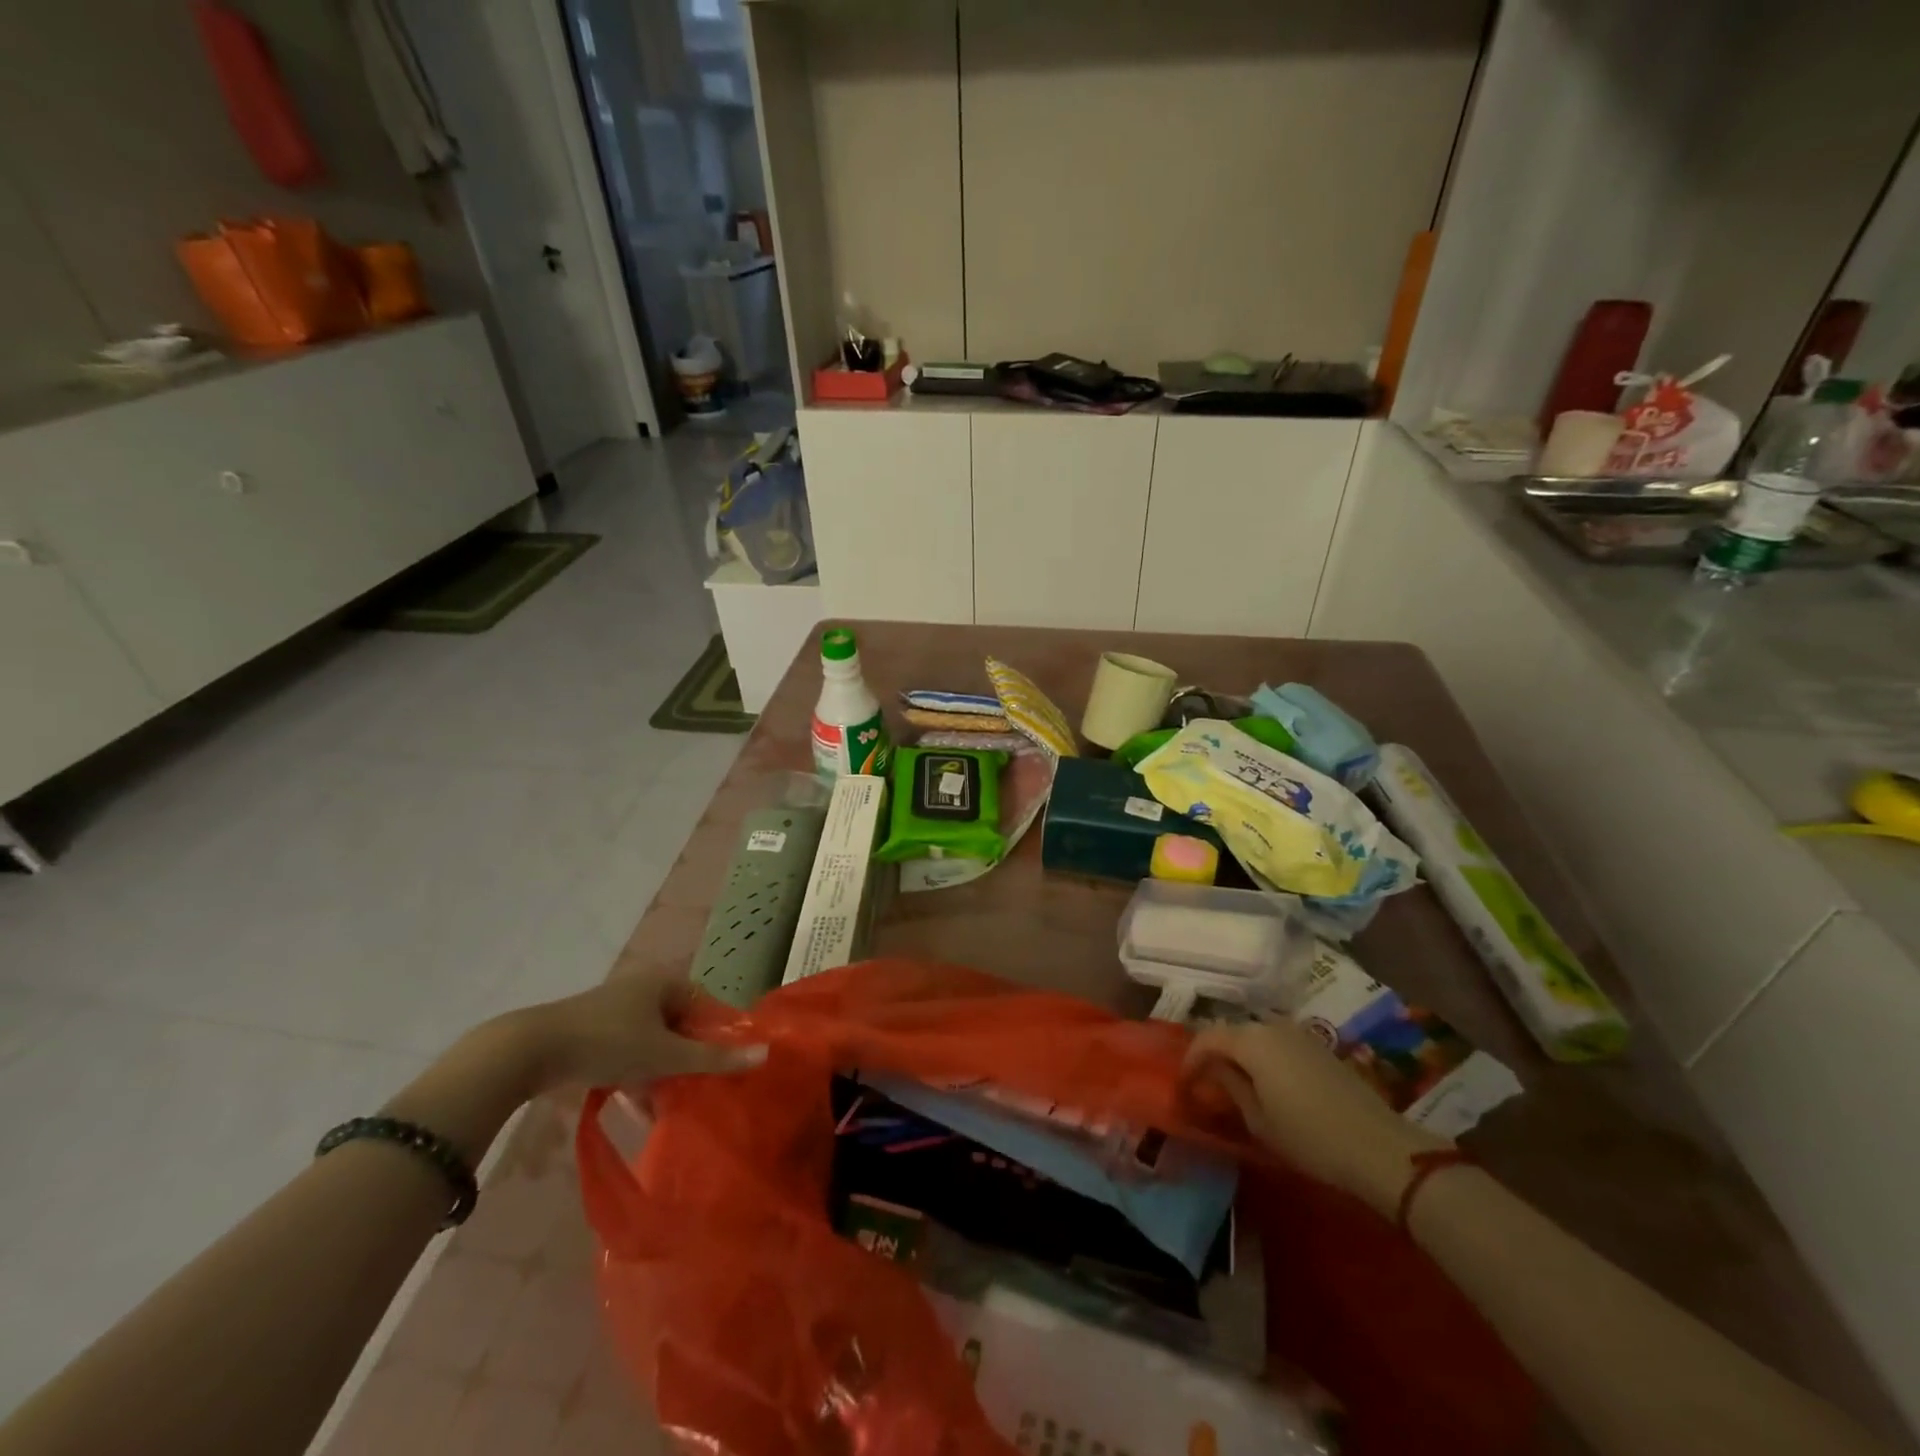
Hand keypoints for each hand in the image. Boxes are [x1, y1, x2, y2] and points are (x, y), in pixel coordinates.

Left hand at [500, 964, 765, 1096]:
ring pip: (652, 1042)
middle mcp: (642, 989)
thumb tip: (765, 1053)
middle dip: (688, 1059)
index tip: (724, 1067)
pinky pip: (627, 1051)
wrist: (529, 1051)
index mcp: (664, 982)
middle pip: (679, 1025)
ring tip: (669, 1106)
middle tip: (698, 1089)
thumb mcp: (665, 1055)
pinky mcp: (591, 1031)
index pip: (705, 1005)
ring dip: (661, 1072)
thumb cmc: (608, 1043)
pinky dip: (636, 1075)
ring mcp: (614, 1009)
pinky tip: (637, 1107)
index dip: (718, 1035)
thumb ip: (713, 1058)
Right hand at [1184, 1014, 1448, 1216]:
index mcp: (1250, 1041)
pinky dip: (1263, 1056)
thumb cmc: (1309, 1137)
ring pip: (1255, 1035)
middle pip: (1231, 1031)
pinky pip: (1277, 1042)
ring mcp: (1298, 1033)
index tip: (1184, 1085)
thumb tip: (1213, 1071)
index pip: (1206, 1038)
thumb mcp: (1258, 1120)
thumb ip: (1230, 1087)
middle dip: (1214, 1053)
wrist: (1379, 1147)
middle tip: (1205, 1082)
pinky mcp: (1319, 1046)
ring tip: (1233, 1080)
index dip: (1190, 1060)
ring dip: (1239, 1053)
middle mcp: (1271, 1026)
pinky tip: (1265, 1080)